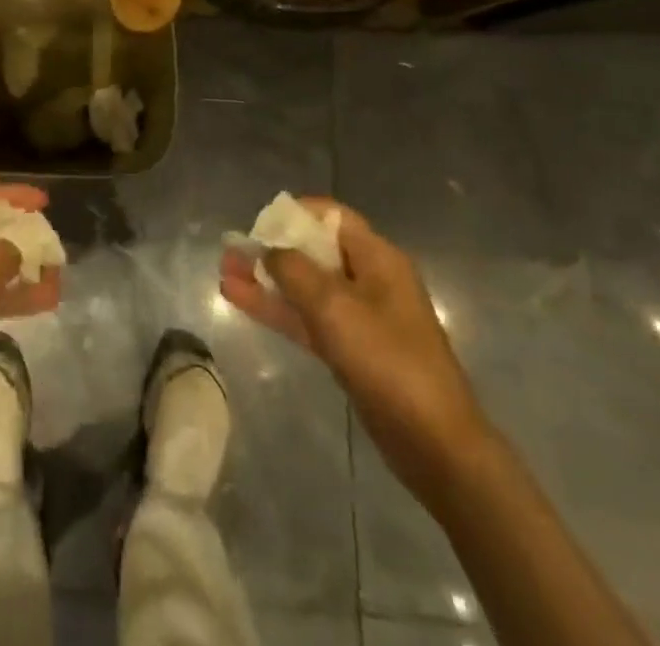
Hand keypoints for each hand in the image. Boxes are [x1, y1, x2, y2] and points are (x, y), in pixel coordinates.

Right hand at [219, 198, 490, 499]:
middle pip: (314, 250)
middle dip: (271, 249)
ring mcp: (361, 317)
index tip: (257, 225)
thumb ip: (294, 270)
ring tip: (224, 274)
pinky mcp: (352, 350)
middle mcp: (370, 279)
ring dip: (267, 280)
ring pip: (306, 287)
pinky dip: (278, 309)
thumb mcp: (334, 307)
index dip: (293, 214)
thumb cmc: (388, 362)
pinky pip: (308, 318)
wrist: (435, 445)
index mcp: (377, 258)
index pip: (331, 216)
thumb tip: (268, 250)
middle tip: (230, 252)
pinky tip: (241, 301)